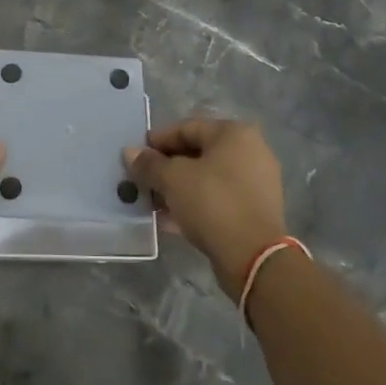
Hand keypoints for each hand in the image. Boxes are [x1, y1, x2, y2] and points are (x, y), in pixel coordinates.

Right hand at [124, 119, 287, 299]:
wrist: (253, 257)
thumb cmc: (212, 202)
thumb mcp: (172, 179)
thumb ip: (149, 163)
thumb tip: (130, 152)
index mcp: (234, 134)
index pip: (186, 128)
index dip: (157, 140)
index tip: (136, 156)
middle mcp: (250, 152)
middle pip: (197, 153)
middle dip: (166, 167)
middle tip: (142, 180)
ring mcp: (255, 183)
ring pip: (206, 179)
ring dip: (178, 188)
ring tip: (152, 201)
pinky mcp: (254, 211)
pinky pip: (217, 199)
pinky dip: (194, 205)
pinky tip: (169, 219)